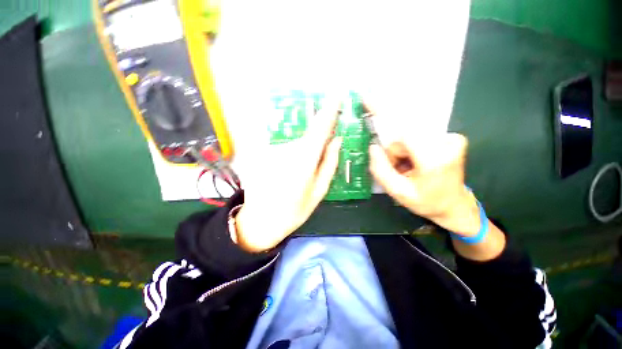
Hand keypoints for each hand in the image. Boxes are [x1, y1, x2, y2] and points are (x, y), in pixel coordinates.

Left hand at [234, 101, 342, 251]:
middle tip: (312, 169)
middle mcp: (286, 149)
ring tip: (293, 179)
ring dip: (300, 157)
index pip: (320, 127)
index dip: (329, 110)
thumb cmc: (294, 210)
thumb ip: (329, 163)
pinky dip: (287, 160)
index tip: (337, 95)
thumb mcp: (319, 191)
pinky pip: (282, 150)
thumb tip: (337, 140)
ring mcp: (271, 149)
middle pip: (308, 137)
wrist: (259, 221)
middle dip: (315, 147)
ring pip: (295, 144)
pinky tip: (282, 177)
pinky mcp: (260, 152)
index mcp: (304, 159)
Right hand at [369, 133, 505, 260]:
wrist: (453, 205)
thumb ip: (380, 169)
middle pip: (406, 137)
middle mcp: (447, 144)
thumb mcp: (396, 191)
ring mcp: (452, 140)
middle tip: (402, 170)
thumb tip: (373, 148)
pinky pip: (421, 137)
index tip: (395, 166)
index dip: (393, 151)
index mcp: (434, 160)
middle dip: (398, 153)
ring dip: (406, 152)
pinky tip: (419, 162)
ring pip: (412, 137)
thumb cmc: (425, 201)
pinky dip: (415, 149)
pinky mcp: (453, 138)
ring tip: (411, 168)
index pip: (403, 138)